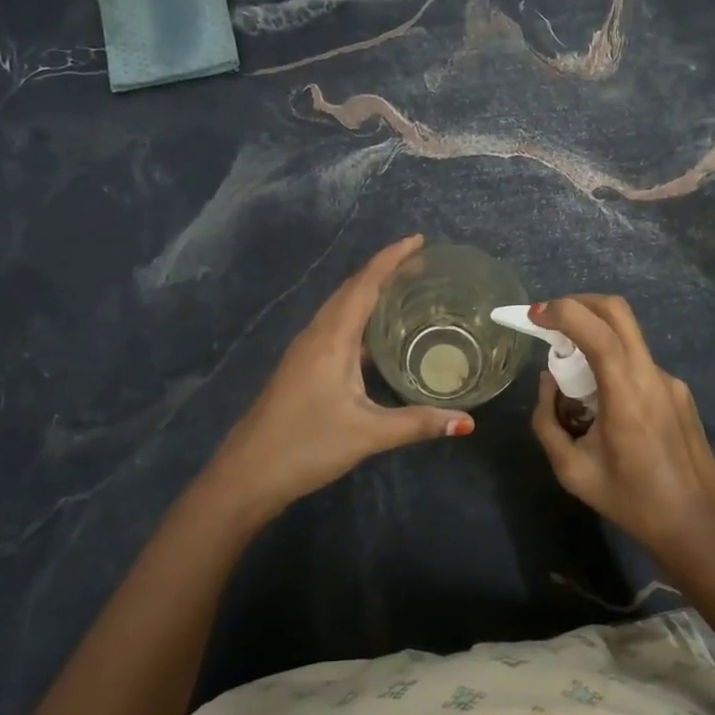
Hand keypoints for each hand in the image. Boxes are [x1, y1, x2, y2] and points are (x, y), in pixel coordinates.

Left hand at [204, 235, 470, 521]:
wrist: (247, 474)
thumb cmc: (306, 445)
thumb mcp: (367, 434)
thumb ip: (417, 424)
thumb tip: (467, 421)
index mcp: (332, 338)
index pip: (364, 284)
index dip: (392, 258)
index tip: (419, 240)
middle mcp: (317, 334)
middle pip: (352, 288)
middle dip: (385, 270)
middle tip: (422, 264)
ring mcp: (306, 350)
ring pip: (341, 307)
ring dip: (370, 291)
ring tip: (404, 290)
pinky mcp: (303, 366)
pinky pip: (336, 326)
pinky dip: (360, 317)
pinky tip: (378, 337)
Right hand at [530, 295, 714, 561]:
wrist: (696, 527)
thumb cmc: (630, 501)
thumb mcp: (571, 470)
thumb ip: (547, 421)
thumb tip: (548, 383)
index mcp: (626, 394)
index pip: (597, 330)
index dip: (564, 312)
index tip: (536, 316)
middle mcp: (652, 376)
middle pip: (618, 311)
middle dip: (579, 304)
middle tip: (551, 320)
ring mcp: (671, 381)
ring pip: (628, 337)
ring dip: (596, 336)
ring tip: (574, 374)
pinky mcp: (681, 392)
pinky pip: (640, 364)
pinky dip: (615, 364)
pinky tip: (607, 404)